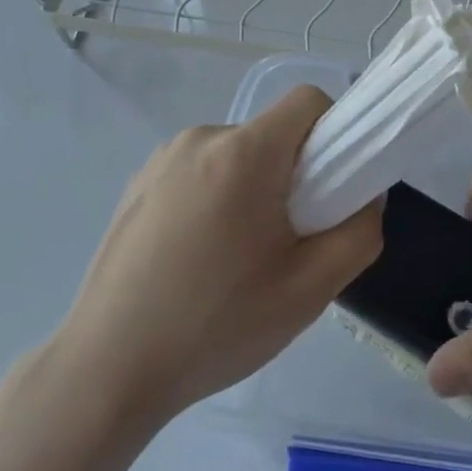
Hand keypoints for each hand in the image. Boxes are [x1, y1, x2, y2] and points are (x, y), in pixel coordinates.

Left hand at [58, 86, 382, 425]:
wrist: (108, 369)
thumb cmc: (217, 325)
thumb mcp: (311, 289)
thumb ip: (359, 232)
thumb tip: (363, 197)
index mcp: (243, 153)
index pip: (308, 102)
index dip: (334, 135)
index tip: (331, 189)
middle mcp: (199, 139)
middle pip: (271, 134)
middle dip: (293, 175)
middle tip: (287, 242)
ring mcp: (160, 160)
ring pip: (234, 156)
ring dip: (251, 190)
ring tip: (236, 260)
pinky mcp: (136, 185)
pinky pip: (198, 173)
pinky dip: (214, 200)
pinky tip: (196, 261)